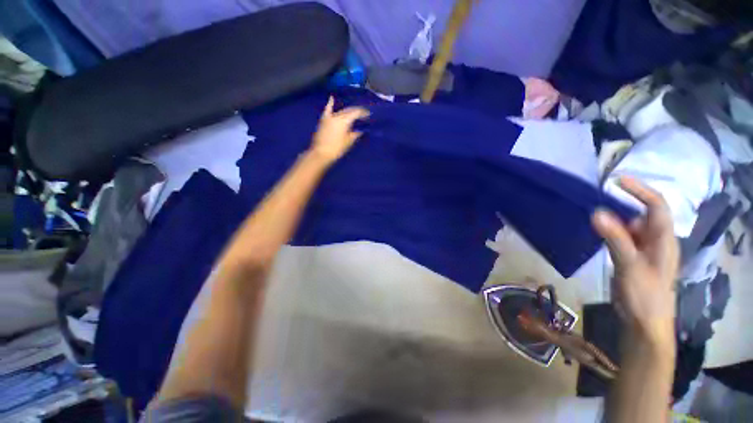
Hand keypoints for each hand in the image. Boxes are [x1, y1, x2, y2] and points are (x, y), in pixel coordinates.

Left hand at [310, 96, 369, 164]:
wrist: (321, 153)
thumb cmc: (337, 149)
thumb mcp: (349, 142)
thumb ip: (355, 134)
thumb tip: (360, 130)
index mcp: (345, 120)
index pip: (356, 113)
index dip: (363, 113)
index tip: (369, 114)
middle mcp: (337, 116)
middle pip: (349, 110)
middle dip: (357, 111)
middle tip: (363, 114)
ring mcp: (329, 117)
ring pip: (341, 111)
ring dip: (347, 110)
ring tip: (353, 111)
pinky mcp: (324, 120)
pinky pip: (328, 110)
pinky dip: (330, 104)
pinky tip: (332, 98)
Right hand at [592, 177, 678, 345]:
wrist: (644, 323)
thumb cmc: (645, 295)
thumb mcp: (630, 265)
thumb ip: (616, 238)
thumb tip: (597, 212)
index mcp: (663, 239)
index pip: (657, 206)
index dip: (640, 190)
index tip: (617, 181)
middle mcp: (656, 240)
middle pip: (641, 214)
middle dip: (622, 205)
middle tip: (596, 201)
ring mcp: (643, 250)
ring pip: (629, 226)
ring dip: (613, 219)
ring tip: (592, 217)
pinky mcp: (632, 258)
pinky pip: (621, 238)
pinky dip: (609, 232)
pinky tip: (597, 233)